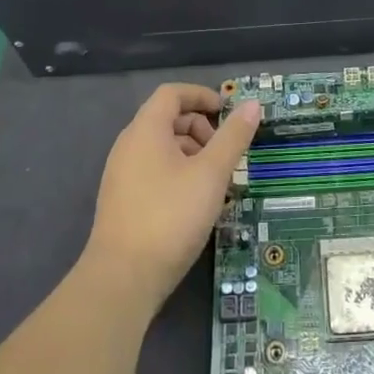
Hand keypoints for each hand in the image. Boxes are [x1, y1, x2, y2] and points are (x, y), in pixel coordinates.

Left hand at [84, 84, 258, 317]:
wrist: (122, 279)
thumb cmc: (170, 216)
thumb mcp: (211, 174)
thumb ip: (233, 137)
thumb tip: (253, 105)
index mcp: (146, 130)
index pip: (172, 93)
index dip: (201, 95)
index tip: (227, 111)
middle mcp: (128, 145)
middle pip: (167, 119)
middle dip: (200, 128)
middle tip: (224, 152)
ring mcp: (121, 174)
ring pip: (161, 148)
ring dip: (192, 153)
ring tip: (216, 181)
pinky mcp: (122, 201)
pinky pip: (153, 171)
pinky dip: (177, 173)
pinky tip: (196, 203)